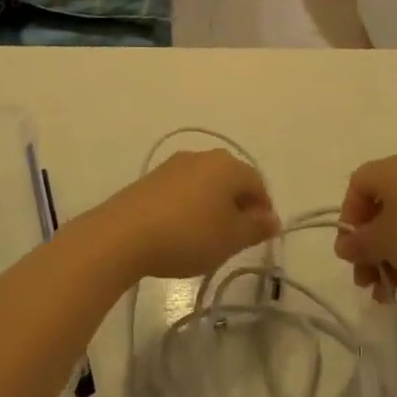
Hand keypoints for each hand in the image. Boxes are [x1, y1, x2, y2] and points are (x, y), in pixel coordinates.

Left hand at [87, 149, 281, 280]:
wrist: (124, 234)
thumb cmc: (188, 235)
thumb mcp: (230, 238)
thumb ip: (256, 228)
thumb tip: (273, 219)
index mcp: (227, 165)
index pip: (257, 183)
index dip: (264, 210)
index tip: (260, 237)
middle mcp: (202, 156)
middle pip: (231, 180)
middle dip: (239, 207)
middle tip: (236, 239)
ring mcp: (174, 165)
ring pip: (206, 184)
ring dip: (213, 207)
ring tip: (208, 238)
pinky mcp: (152, 179)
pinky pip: (183, 190)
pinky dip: (190, 207)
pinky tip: (182, 232)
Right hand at [333, 156, 396, 300]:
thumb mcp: (384, 242)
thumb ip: (358, 243)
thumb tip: (344, 244)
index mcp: (392, 171)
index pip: (357, 185)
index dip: (349, 219)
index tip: (352, 251)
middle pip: (380, 211)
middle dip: (370, 249)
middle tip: (366, 282)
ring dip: (391, 260)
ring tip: (389, 296)